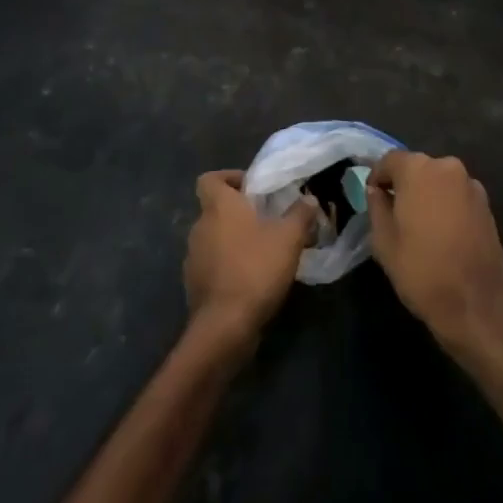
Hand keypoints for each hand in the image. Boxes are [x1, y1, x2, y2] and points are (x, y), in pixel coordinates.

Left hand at [184, 170, 317, 352]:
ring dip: (234, 240)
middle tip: (267, 219)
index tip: (251, 187)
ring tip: (264, 250)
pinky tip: (252, 277)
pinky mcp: (195, 284)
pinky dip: (228, 265)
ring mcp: (193, 257)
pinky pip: (212, 264)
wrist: (225, 325)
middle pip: (215, 209)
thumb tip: (309, 198)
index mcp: (218, 207)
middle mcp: (200, 227)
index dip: (228, 177)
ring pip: (214, 237)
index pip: (209, 179)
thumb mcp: (289, 238)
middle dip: (239, 212)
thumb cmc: (255, 268)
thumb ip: (300, 214)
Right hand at [367, 150, 502, 362]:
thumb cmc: (422, 270)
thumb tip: (376, 190)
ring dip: (426, 195)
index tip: (372, 197)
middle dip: (403, 184)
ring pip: (438, 181)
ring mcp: (471, 184)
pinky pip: (456, 195)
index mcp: (418, 169)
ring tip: (417, 225)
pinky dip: (445, 205)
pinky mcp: (486, 204)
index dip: (377, 177)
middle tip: (393, 212)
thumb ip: (376, 207)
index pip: (390, 160)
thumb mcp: (383, 241)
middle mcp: (447, 167)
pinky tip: (441, 232)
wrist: (477, 304)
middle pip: (417, 167)